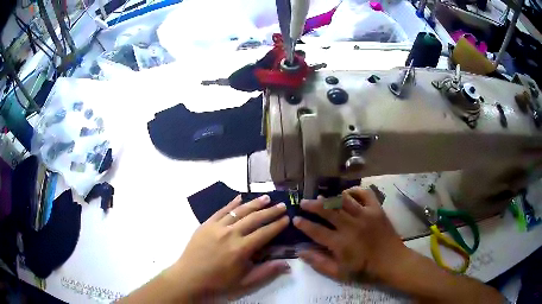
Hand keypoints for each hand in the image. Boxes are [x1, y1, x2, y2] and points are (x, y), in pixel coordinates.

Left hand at [168, 195, 289, 300]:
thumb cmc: (218, 283)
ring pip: (239, 211)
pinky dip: (232, 203)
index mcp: (241, 249)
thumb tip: (287, 264)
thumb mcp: (245, 283)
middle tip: (282, 205)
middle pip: (254, 219)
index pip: (264, 233)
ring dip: (254, 204)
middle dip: (270, 212)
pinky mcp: (206, 224)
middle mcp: (230, 234)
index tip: (287, 218)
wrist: (189, 278)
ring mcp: (217, 227)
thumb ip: (266, 272)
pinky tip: (240, 197)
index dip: (277, 225)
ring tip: (266, 198)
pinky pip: (221, 210)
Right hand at [294, 187, 407, 282]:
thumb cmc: (365, 270)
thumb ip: (319, 263)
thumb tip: (300, 251)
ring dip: (329, 197)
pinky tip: (346, 194)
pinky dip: (354, 191)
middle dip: (312, 205)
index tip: (295, 219)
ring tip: (320, 197)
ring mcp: (365, 215)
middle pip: (327, 210)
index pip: (316, 230)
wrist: (392, 262)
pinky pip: (364, 193)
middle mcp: (351, 226)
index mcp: (341, 243)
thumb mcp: (339, 273)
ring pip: (343, 200)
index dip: (303, 224)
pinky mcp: (376, 209)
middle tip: (303, 203)